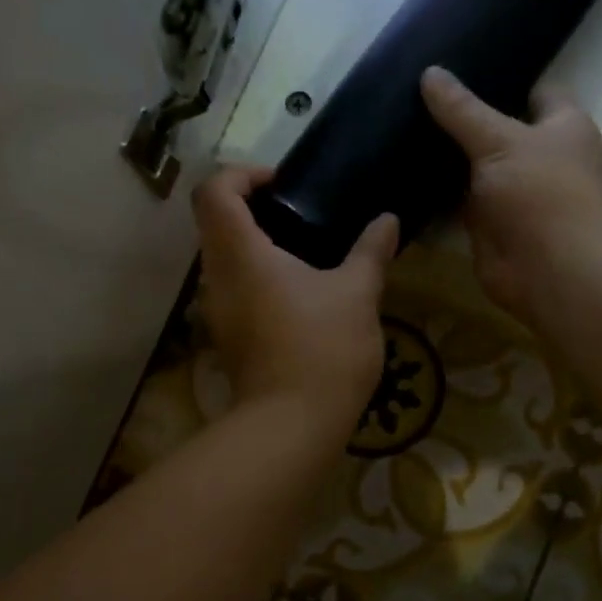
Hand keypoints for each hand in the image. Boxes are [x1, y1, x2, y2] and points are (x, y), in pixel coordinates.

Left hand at [192, 166, 398, 436]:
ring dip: (255, 246)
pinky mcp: (228, 338)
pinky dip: (258, 278)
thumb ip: (371, 251)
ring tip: (306, 253)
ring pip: (223, 259)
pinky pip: (234, 290)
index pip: (215, 191)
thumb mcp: (358, 294)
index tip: (283, 184)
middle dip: (252, 209)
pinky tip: (300, 295)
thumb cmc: (323, 349)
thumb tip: (388, 220)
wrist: (293, 425)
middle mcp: (217, 278)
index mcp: (240, 253)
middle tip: (300, 214)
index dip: (242, 174)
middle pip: (214, 222)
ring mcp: (218, 312)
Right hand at [420, 66, 601, 319]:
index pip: (536, 91)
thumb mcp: (499, 140)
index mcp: (562, 127)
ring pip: (476, 167)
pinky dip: (437, 193)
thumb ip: (463, 110)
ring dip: (447, 157)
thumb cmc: (541, 192)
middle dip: (465, 118)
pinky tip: (403, 172)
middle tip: (415, 94)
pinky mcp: (489, 225)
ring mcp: (513, 194)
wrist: (550, 270)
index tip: (461, 66)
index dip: (504, 78)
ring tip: (401, 126)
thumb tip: (429, 72)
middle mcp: (540, 158)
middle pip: (499, 130)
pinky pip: (458, 202)